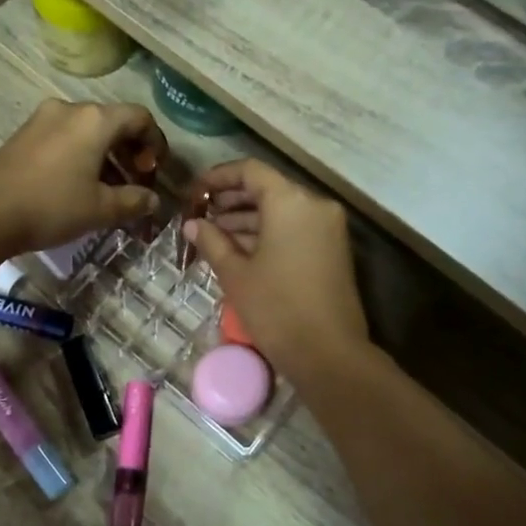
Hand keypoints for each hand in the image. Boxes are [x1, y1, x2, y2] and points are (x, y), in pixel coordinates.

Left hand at [0, 100, 168, 256]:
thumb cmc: (51, 207)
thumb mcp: (100, 209)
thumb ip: (134, 201)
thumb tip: (153, 200)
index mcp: (95, 120)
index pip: (139, 117)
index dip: (155, 142)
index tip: (156, 170)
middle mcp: (69, 109)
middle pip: (113, 121)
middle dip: (130, 151)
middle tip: (136, 181)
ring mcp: (42, 119)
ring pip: (87, 130)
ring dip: (106, 155)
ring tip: (110, 189)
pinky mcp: (24, 134)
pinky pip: (64, 137)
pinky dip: (81, 155)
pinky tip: (79, 185)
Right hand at [182, 160, 368, 382]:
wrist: (329, 354)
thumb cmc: (276, 309)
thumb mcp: (236, 274)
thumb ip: (212, 242)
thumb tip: (192, 224)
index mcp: (290, 201)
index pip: (250, 171)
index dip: (218, 178)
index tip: (194, 192)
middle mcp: (314, 205)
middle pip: (267, 189)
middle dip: (231, 200)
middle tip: (200, 215)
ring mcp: (328, 228)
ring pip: (281, 211)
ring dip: (248, 219)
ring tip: (213, 235)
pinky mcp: (332, 250)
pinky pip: (295, 229)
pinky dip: (268, 233)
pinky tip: (240, 250)